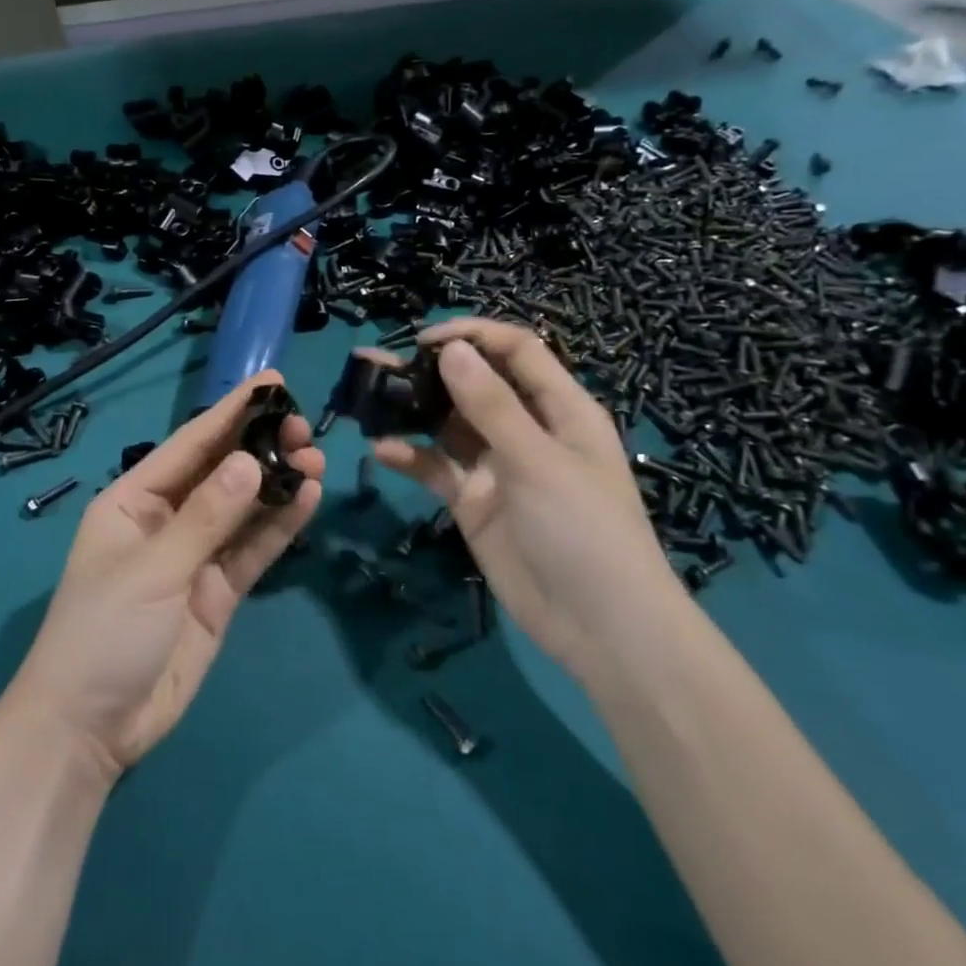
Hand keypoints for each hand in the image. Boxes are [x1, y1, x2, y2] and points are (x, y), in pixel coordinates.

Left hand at [3, 372, 323, 782]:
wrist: (90, 729)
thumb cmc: (104, 632)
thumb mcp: (153, 568)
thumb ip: (207, 516)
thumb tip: (252, 462)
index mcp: (134, 500)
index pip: (190, 445)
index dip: (231, 411)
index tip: (272, 382)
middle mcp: (166, 520)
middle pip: (221, 473)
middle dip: (261, 447)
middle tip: (305, 430)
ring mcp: (194, 557)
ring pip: (243, 509)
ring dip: (277, 484)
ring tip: (316, 459)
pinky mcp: (217, 593)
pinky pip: (252, 550)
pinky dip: (279, 526)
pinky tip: (307, 499)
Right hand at [370, 319, 677, 669]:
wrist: (599, 629)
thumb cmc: (584, 530)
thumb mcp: (539, 461)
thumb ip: (492, 405)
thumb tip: (451, 348)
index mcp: (559, 408)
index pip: (515, 351)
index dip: (473, 336)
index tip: (424, 341)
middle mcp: (526, 429)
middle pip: (474, 384)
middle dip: (430, 370)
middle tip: (377, 363)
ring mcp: (497, 466)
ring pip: (448, 424)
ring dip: (412, 410)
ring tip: (366, 397)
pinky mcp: (474, 502)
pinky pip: (438, 468)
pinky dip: (411, 457)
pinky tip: (383, 451)